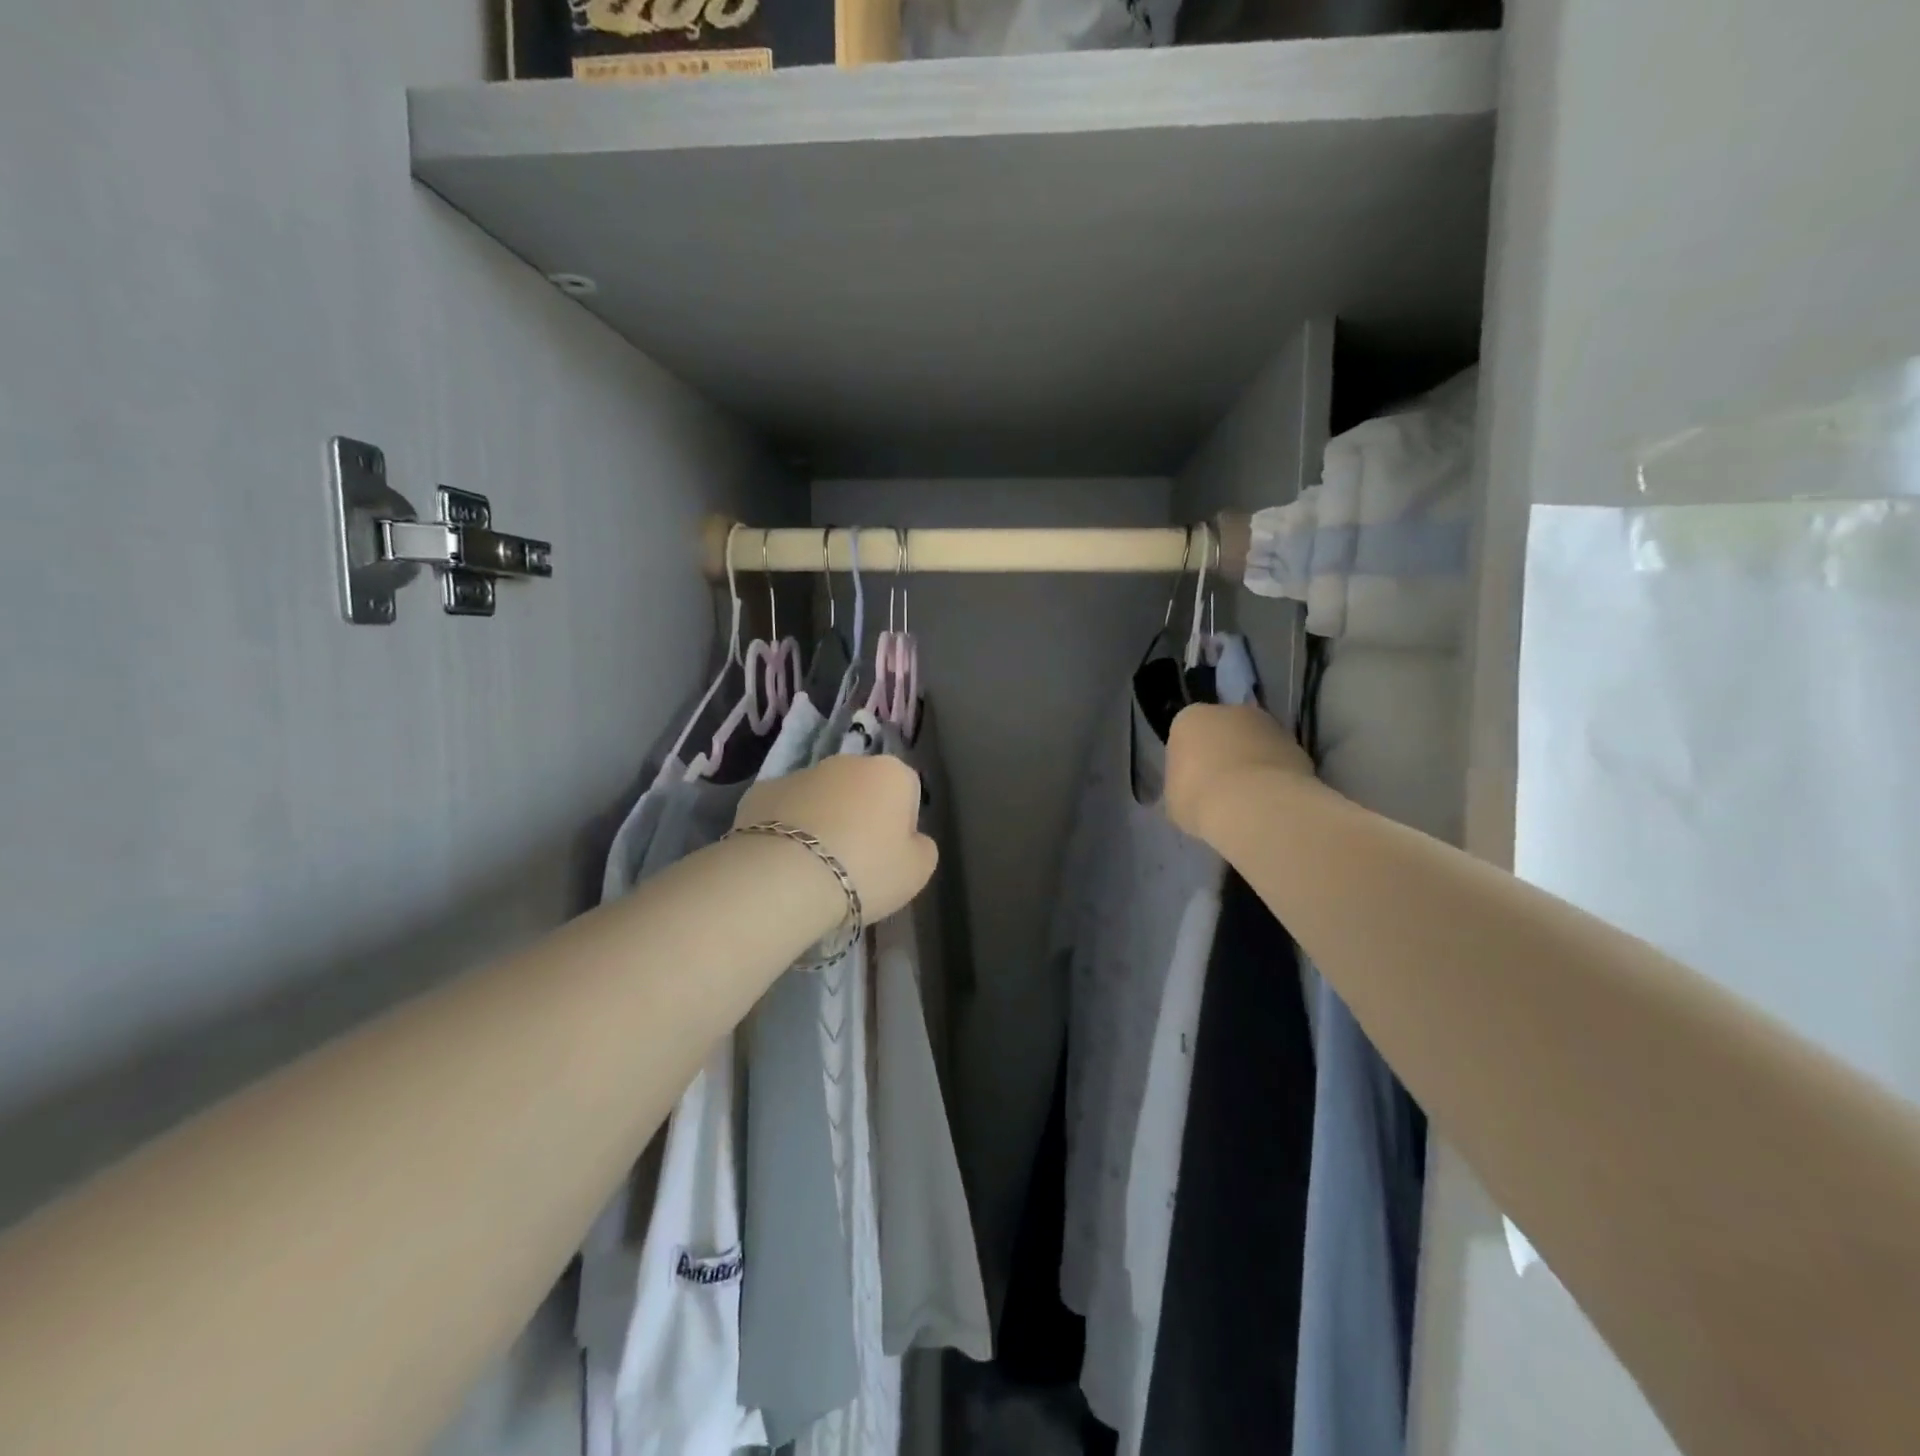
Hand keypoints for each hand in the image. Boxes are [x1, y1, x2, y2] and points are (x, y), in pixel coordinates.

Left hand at [734, 755, 937, 922]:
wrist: (785, 878)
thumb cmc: (866, 870)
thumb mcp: (918, 870)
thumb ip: (922, 847)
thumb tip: (911, 839)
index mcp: (891, 772)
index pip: (907, 791)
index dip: (901, 824)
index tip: (890, 856)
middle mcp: (847, 761)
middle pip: (862, 788)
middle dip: (859, 816)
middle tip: (853, 860)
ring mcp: (800, 773)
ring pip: (820, 797)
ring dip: (822, 819)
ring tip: (814, 865)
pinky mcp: (761, 791)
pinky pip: (783, 809)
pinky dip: (785, 828)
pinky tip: (783, 860)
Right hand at [1165, 702, 1317, 842]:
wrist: (1254, 806)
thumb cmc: (1200, 798)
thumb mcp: (1174, 798)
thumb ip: (1183, 785)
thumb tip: (1195, 789)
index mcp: (1189, 719)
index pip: (1187, 734)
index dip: (1190, 760)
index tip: (1193, 783)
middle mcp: (1229, 711)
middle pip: (1223, 732)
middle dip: (1224, 754)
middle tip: (1222, 789)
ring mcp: (1267, 725)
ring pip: (1255, 743)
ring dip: (1253, 763)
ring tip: (1250, 799)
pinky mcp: (1297, 745)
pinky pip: (1279, 760)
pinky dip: (1276, 776)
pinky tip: (1271, 802)